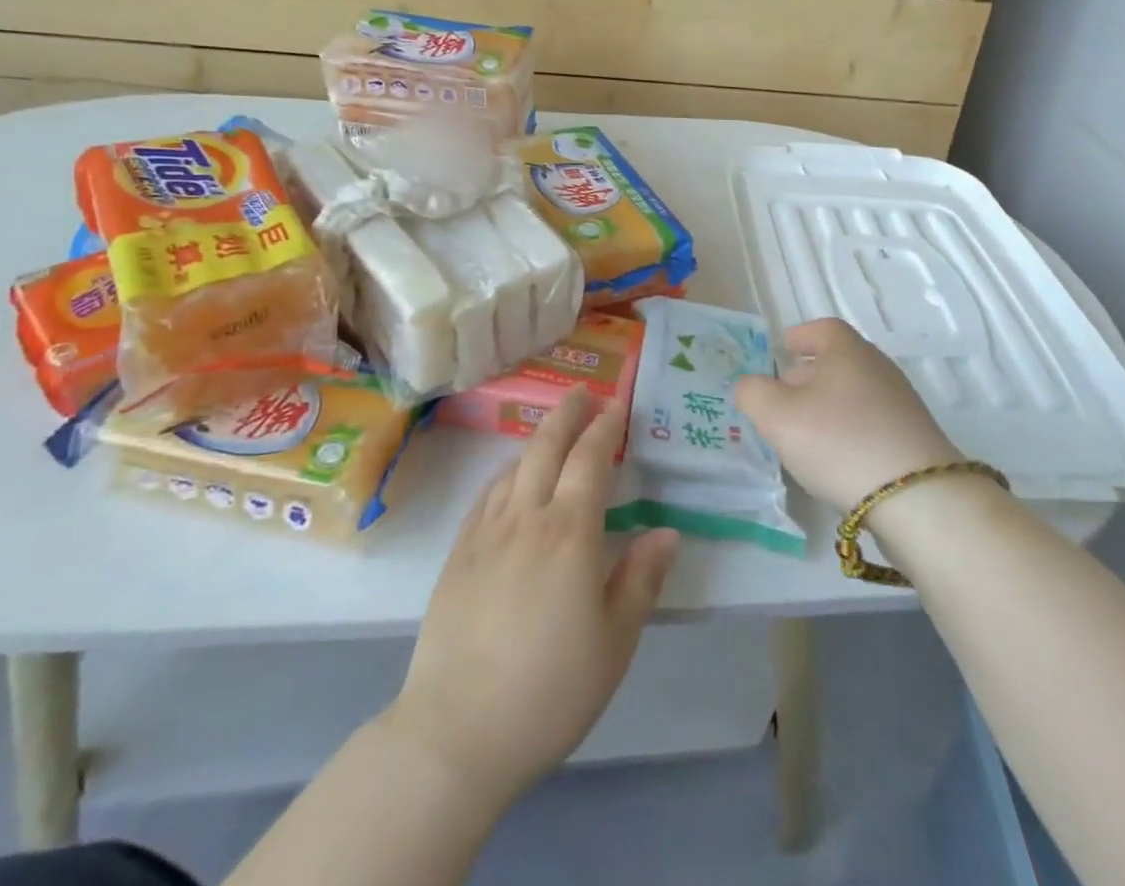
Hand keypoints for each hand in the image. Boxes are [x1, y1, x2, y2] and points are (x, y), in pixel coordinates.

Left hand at [384, 390, 678, 807]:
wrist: (457, 729)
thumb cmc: (549, 689)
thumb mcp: (614, 642)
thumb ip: (641, 579)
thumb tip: (666, 532)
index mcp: (569, 532)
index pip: (589, 460)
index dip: (605, 428)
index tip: (616, 405)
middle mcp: (526, 517)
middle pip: (546, 448)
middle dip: (568, 414)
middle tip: (583, 393)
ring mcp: (485, 533)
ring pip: (514, 466)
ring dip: (537, 439)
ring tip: (553, 429)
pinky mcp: (458, 554)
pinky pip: (486, 495)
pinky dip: (505, 472)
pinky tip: (509, 477)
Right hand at [735, 318, 962, 513]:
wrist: (919, 498)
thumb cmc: (840, 442)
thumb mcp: (777, 416)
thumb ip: (752, 393)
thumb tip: (750, 385)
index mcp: (847, 350)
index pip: (821, 329)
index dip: (799, 337)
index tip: (781, 351)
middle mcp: (877, 367)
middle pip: (836, 361)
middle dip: (806, 376)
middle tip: (781, 399)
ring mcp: (901, 403)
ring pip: (852, 393)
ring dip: (827, 407)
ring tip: (804, 435)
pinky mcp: (913, 438)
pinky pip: (870, 422)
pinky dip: (848, 430)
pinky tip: (836, 459)